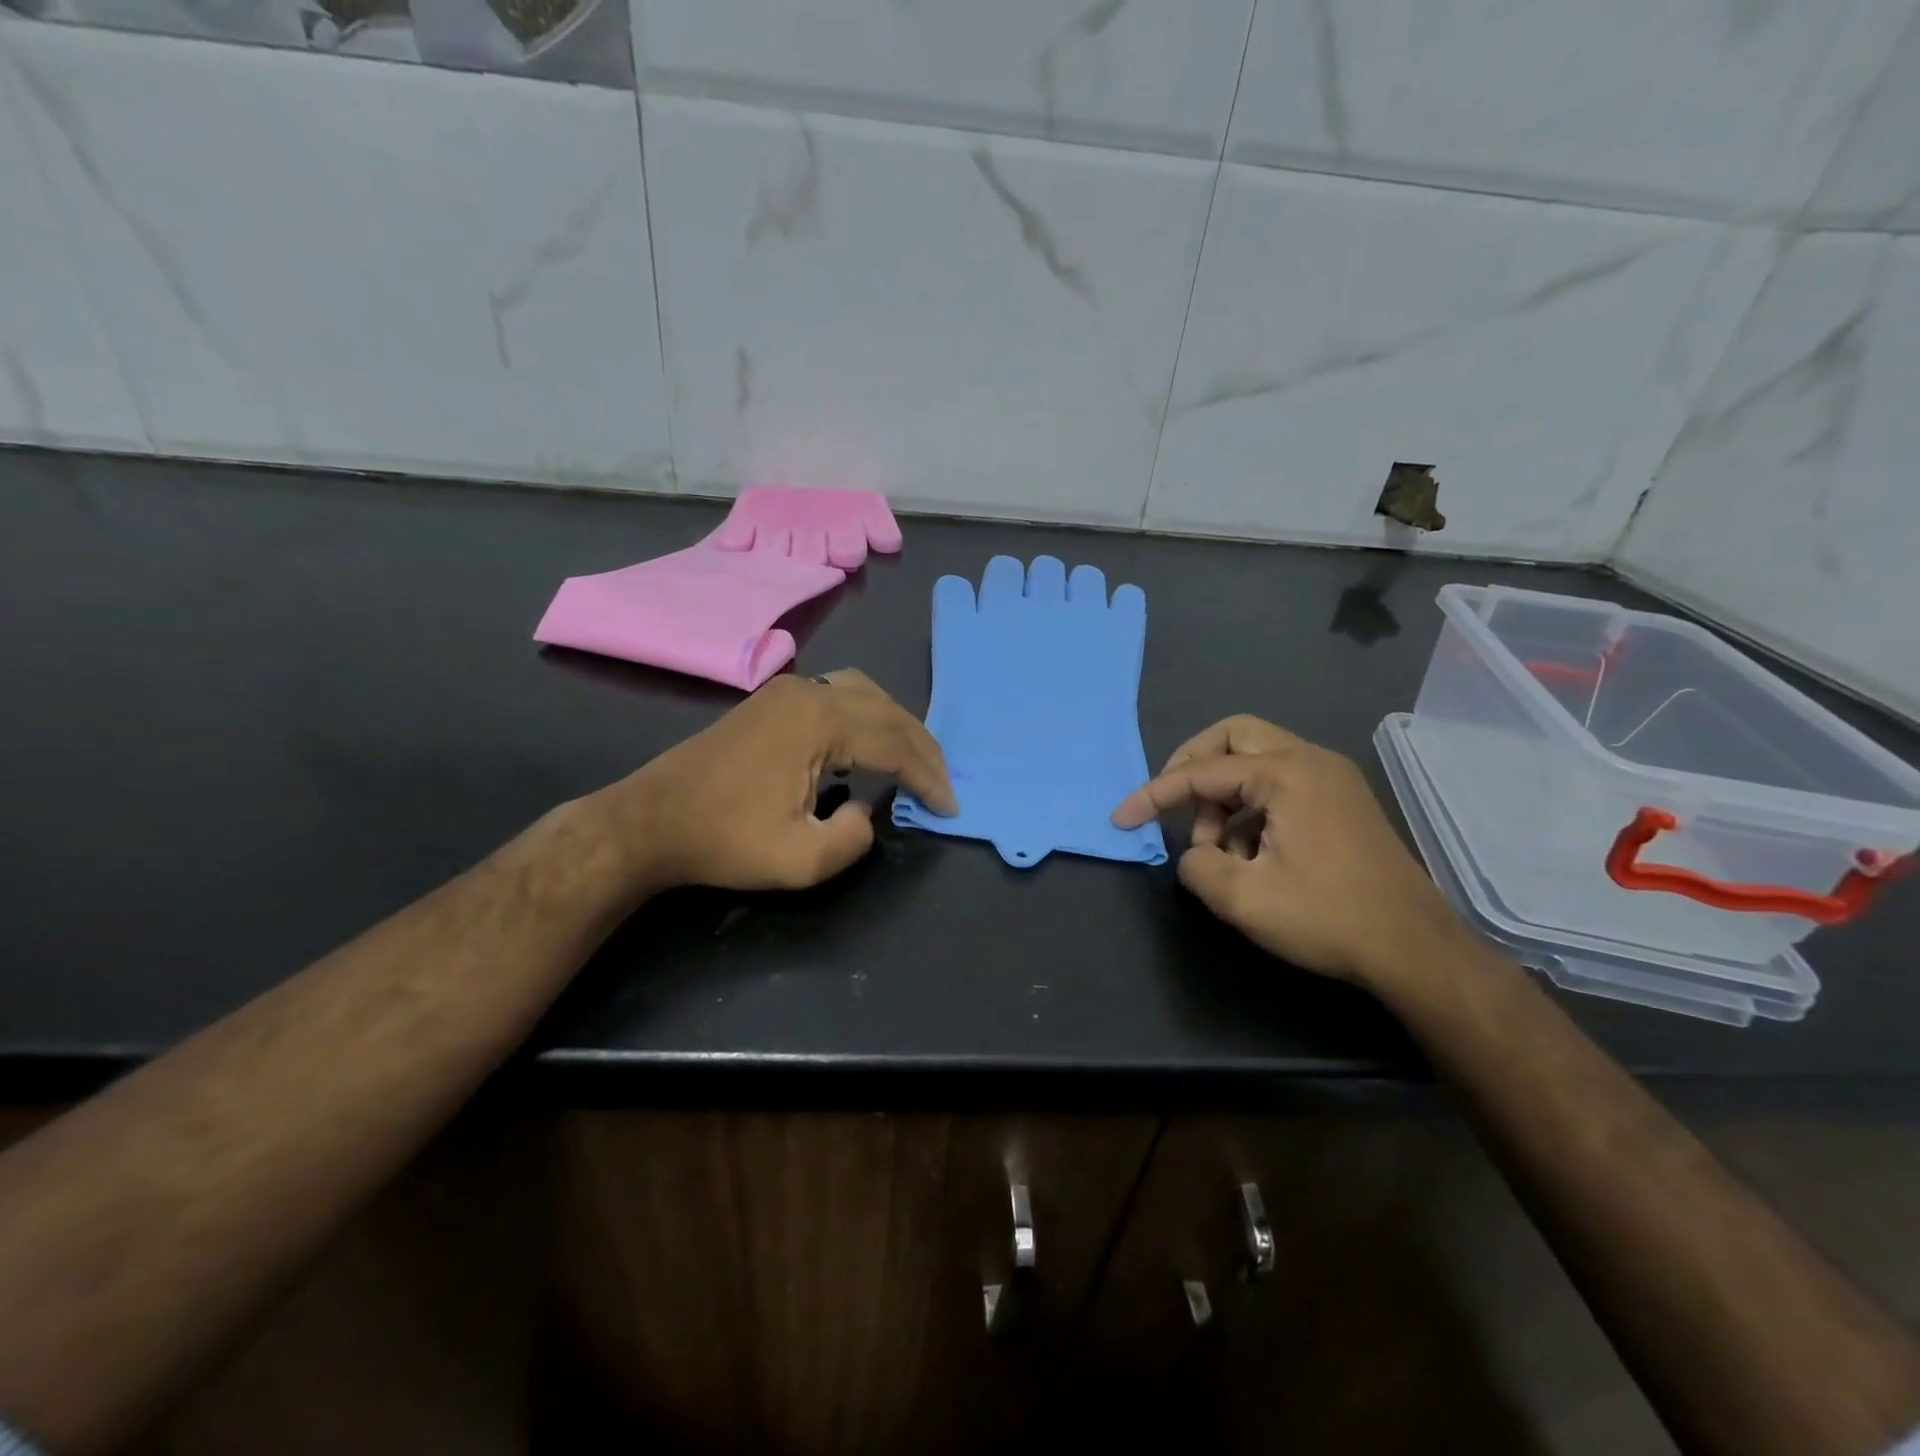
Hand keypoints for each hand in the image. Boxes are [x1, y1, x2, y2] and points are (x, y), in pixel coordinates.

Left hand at [610, 670, 955, 893]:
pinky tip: (868, 746)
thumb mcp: (800, 860)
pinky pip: (839, 696)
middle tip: (942, 784)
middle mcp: (809, 692)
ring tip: (914, 762)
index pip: (894, 744)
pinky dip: (867, 719)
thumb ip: (854, 839)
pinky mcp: (772, 700)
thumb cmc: (723, 841)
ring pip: (865, 695)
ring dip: (896, 727)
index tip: (950, 807)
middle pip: (887, 711)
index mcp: (820, 721)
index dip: (928, 777)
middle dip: (921, 748)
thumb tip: (865, 811)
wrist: (649, 822)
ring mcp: (787, 691)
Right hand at [1111, 715, 1468, 989]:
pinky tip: (1249, 855)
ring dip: (1223, 795)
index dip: (1153, 794)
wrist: (1416, 950)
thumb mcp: (1243, 899)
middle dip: (1192, 766)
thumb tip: (1196, 855)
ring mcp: (1332, 779)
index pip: (1201, 772)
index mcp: (1287, 773)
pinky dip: (1251, 807)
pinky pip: (1279, 783)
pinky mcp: (1342, 801)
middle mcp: (1310, 761)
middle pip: (1233, 737)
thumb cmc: (1329, 918)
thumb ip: (1197, 867)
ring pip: (1256, 759)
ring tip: (1217, 851)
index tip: (1121, 819)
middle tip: (1173, 803)